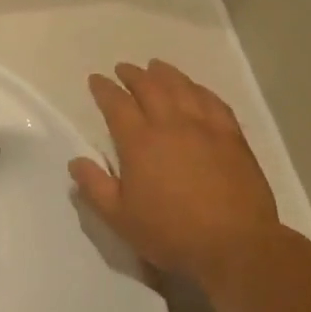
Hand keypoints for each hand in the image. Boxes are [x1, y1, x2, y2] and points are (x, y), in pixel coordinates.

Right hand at [70, 61, 283, 285]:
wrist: (235, 244)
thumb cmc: (171, 233)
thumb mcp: (120, 218)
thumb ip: (95, 188)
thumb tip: (76, 162)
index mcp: (139, 142)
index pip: (116, 104)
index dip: (104, 89)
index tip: (96, 80)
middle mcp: (171, 124)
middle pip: (149, 87)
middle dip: (133, 75)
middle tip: (123, 69)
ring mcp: (205, 127)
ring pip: (182, 88)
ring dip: (166, 74)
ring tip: (156, 66)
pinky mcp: (232, 137)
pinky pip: (214, 102)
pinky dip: (200, 90)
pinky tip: (196, 88)